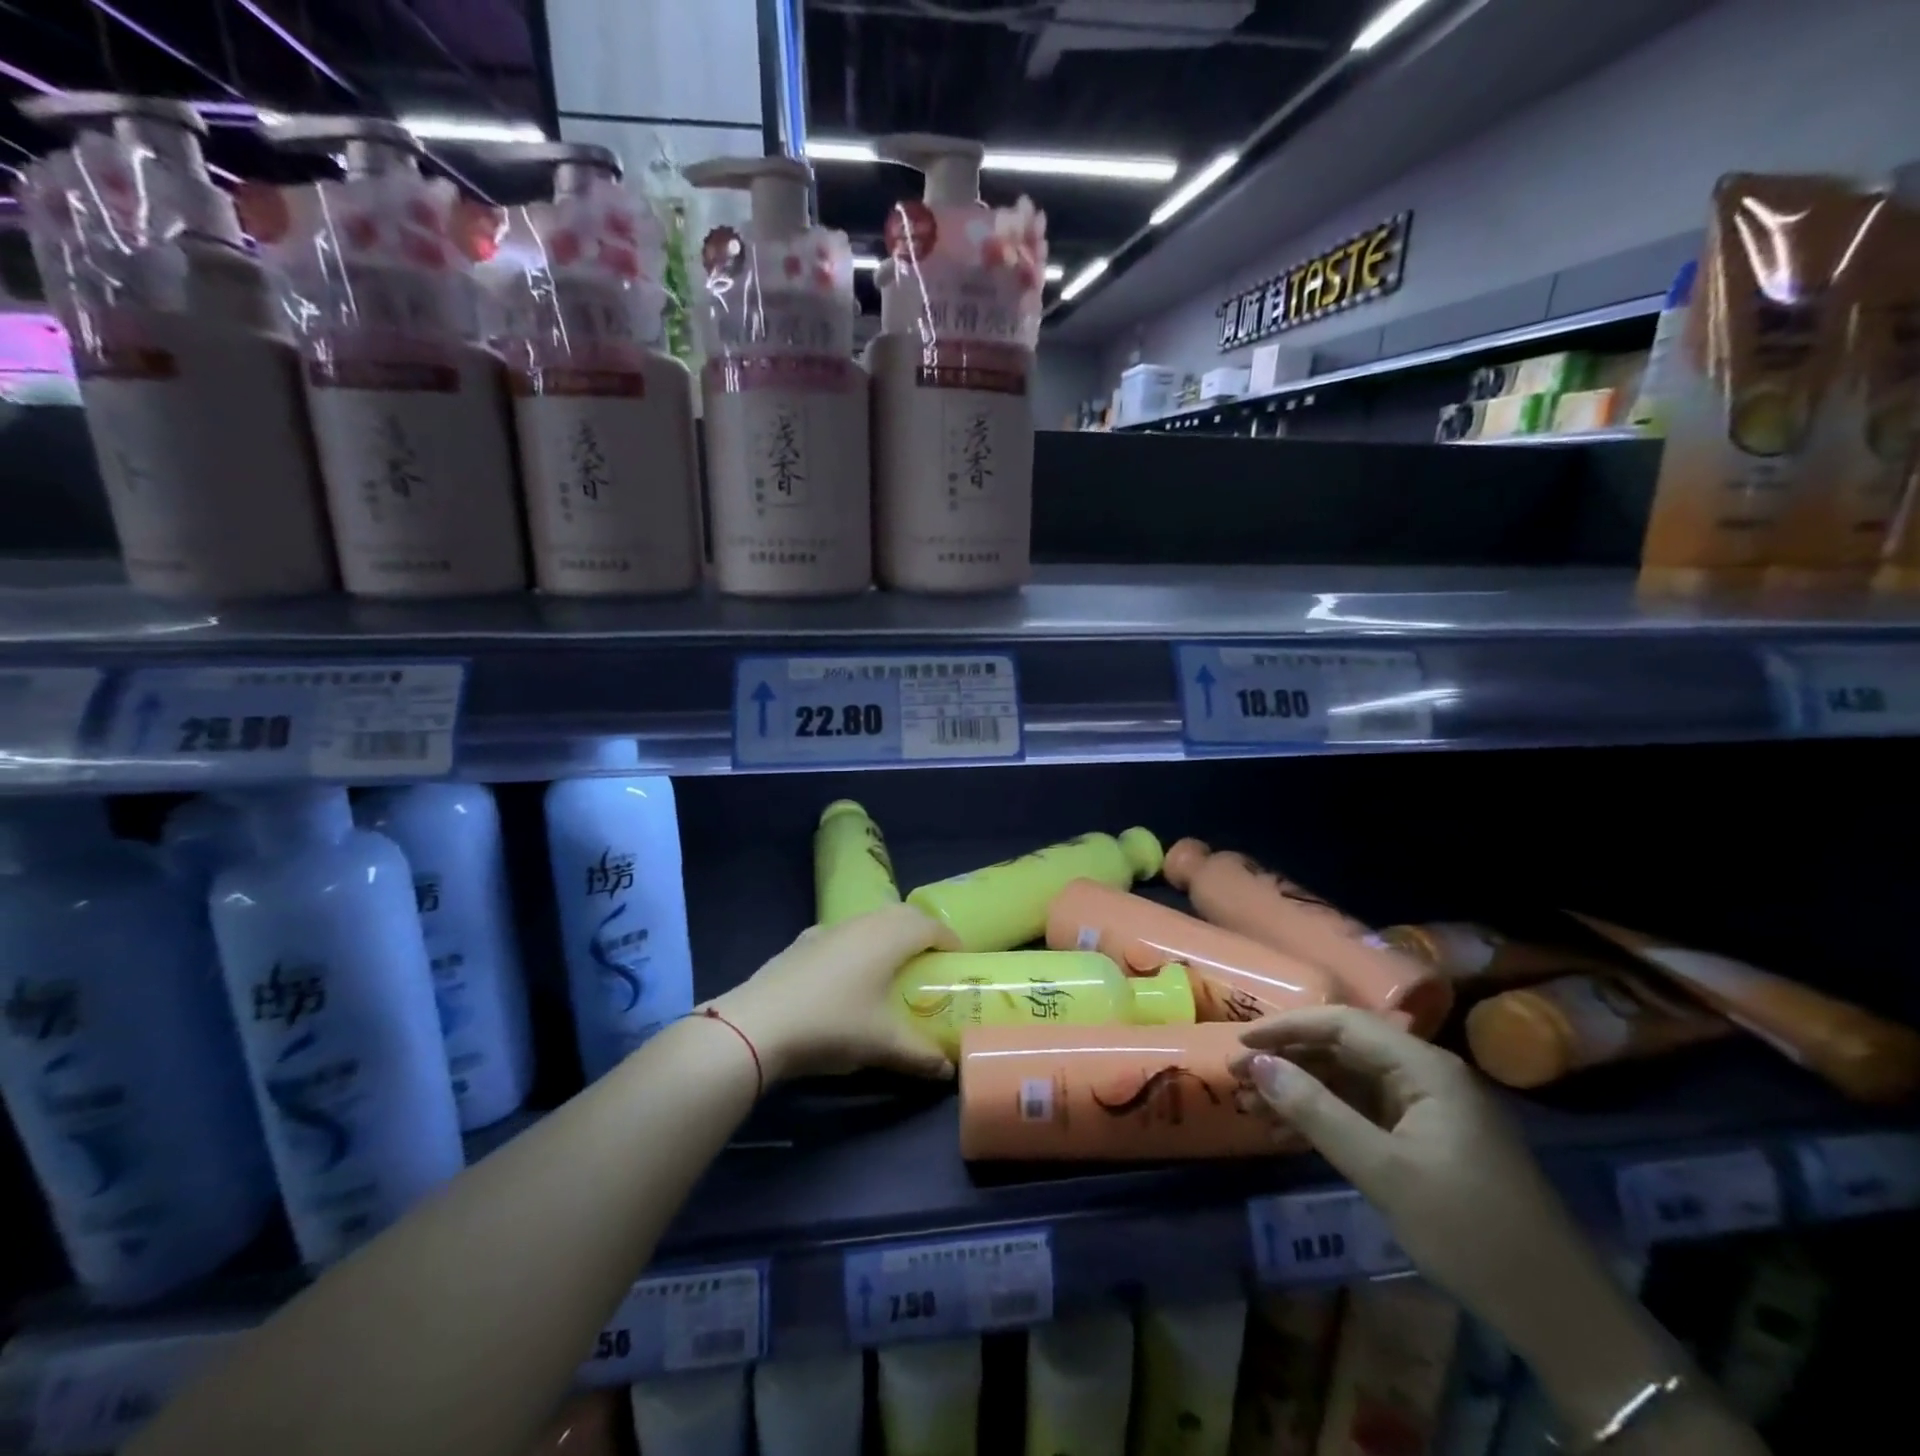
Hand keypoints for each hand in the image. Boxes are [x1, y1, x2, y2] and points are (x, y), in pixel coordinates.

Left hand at [707, 905, 957, 1083]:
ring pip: (868, 921)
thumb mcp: (883, 1045)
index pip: (930, 925)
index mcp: (888, 937)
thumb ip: (921, 1056)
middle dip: (921, 932)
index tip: (958, 960)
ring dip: (887, 936)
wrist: (758, 1025)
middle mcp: (861, 923)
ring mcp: (828, 930)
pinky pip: (841, 935)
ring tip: (891, 968)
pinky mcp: (802, 943)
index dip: (949, 940)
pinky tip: (846, 975)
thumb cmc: (833, 1025)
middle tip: (930, 961)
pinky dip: (855, 946)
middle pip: (901, 915)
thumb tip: (948, 1071)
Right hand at [1230, 1007, 1609, 1353]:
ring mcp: (1431, 1107)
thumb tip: (1258, 1066)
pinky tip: (1289, 1134)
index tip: (1241, 1045)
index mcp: (1426, 1068)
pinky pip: (1366, 1112)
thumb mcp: (1383, 1171)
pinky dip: (1327, 1118)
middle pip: (1344, 1049)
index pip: (1343, 1024)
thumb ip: (1316, 1111)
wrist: (1561, 1316)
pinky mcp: (1429, 1138)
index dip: (1286, 1028)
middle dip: (1289, 1061)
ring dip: (1302, 1092)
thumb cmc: (1469, 1231)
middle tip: (1237, 1079)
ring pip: (1351, 1082)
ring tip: (1251, 1107)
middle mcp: (1428, 1075)